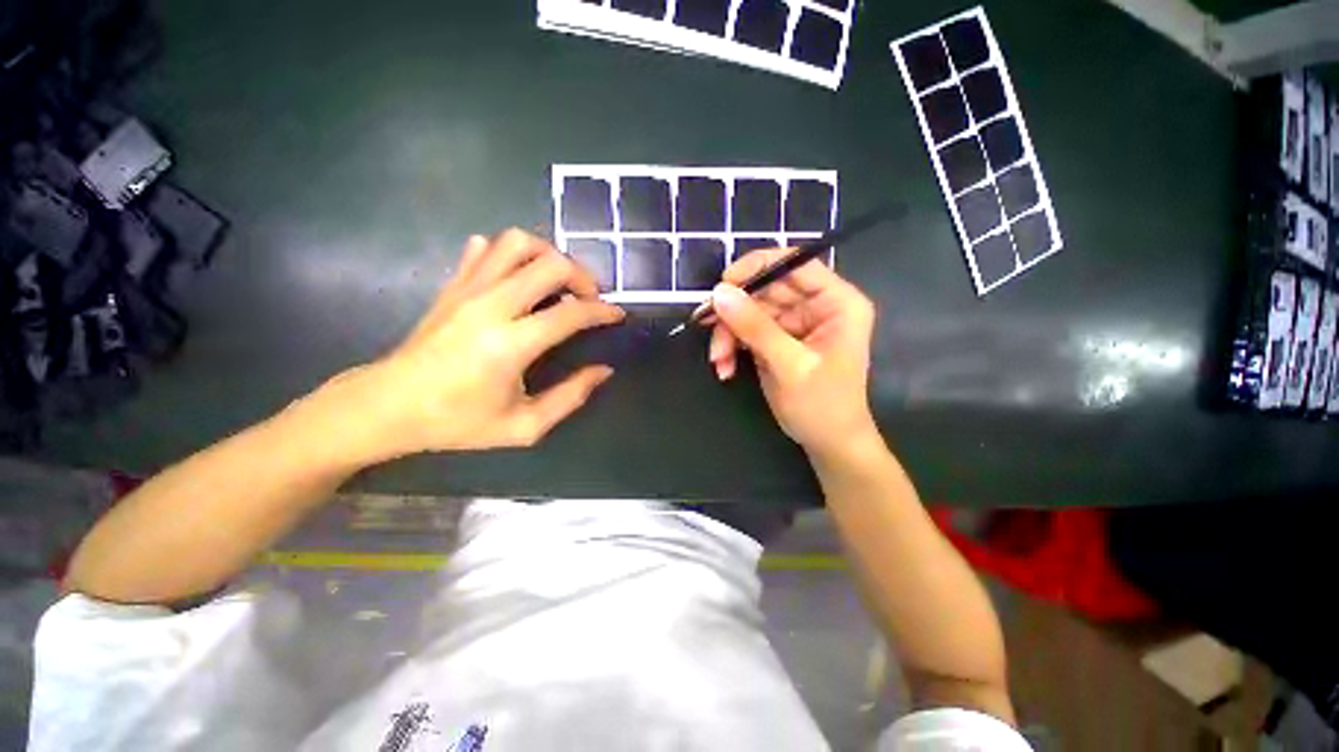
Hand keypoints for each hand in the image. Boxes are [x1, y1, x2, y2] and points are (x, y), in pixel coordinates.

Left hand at [339, 230, 623, 458]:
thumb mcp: (523, 426)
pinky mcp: (452, 284)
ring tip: (558, 282)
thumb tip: (603, 370)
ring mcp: (467, 289)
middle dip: (582, 276)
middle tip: (589, 298)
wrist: (388, 406)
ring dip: (548, 255)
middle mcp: (491, 306)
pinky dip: (511, 254)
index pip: (570, 313)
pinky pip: (486, 248)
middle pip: (550, 264)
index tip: (617, 314)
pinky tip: (519, 278)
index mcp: (510, 345)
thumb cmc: (457, 421)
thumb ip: (570, 397)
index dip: (602, 311)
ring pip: (517, 242)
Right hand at [707, 249, 876, 456]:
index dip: (757, 266)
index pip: (795, 263)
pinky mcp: (777, 340)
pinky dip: (732, 347)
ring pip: (750, 311)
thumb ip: (755, 327)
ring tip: (719, 360)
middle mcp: (816, 306)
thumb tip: (719, 293)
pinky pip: (746, 331)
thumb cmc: (823, 406)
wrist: (828, 443)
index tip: (723, 283)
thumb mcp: (790, 365)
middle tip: (707, 325)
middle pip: (766, 289)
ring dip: (728, 334)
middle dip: (735, 311)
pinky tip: (726, 367)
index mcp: (836, 302)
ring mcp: (794, 323)